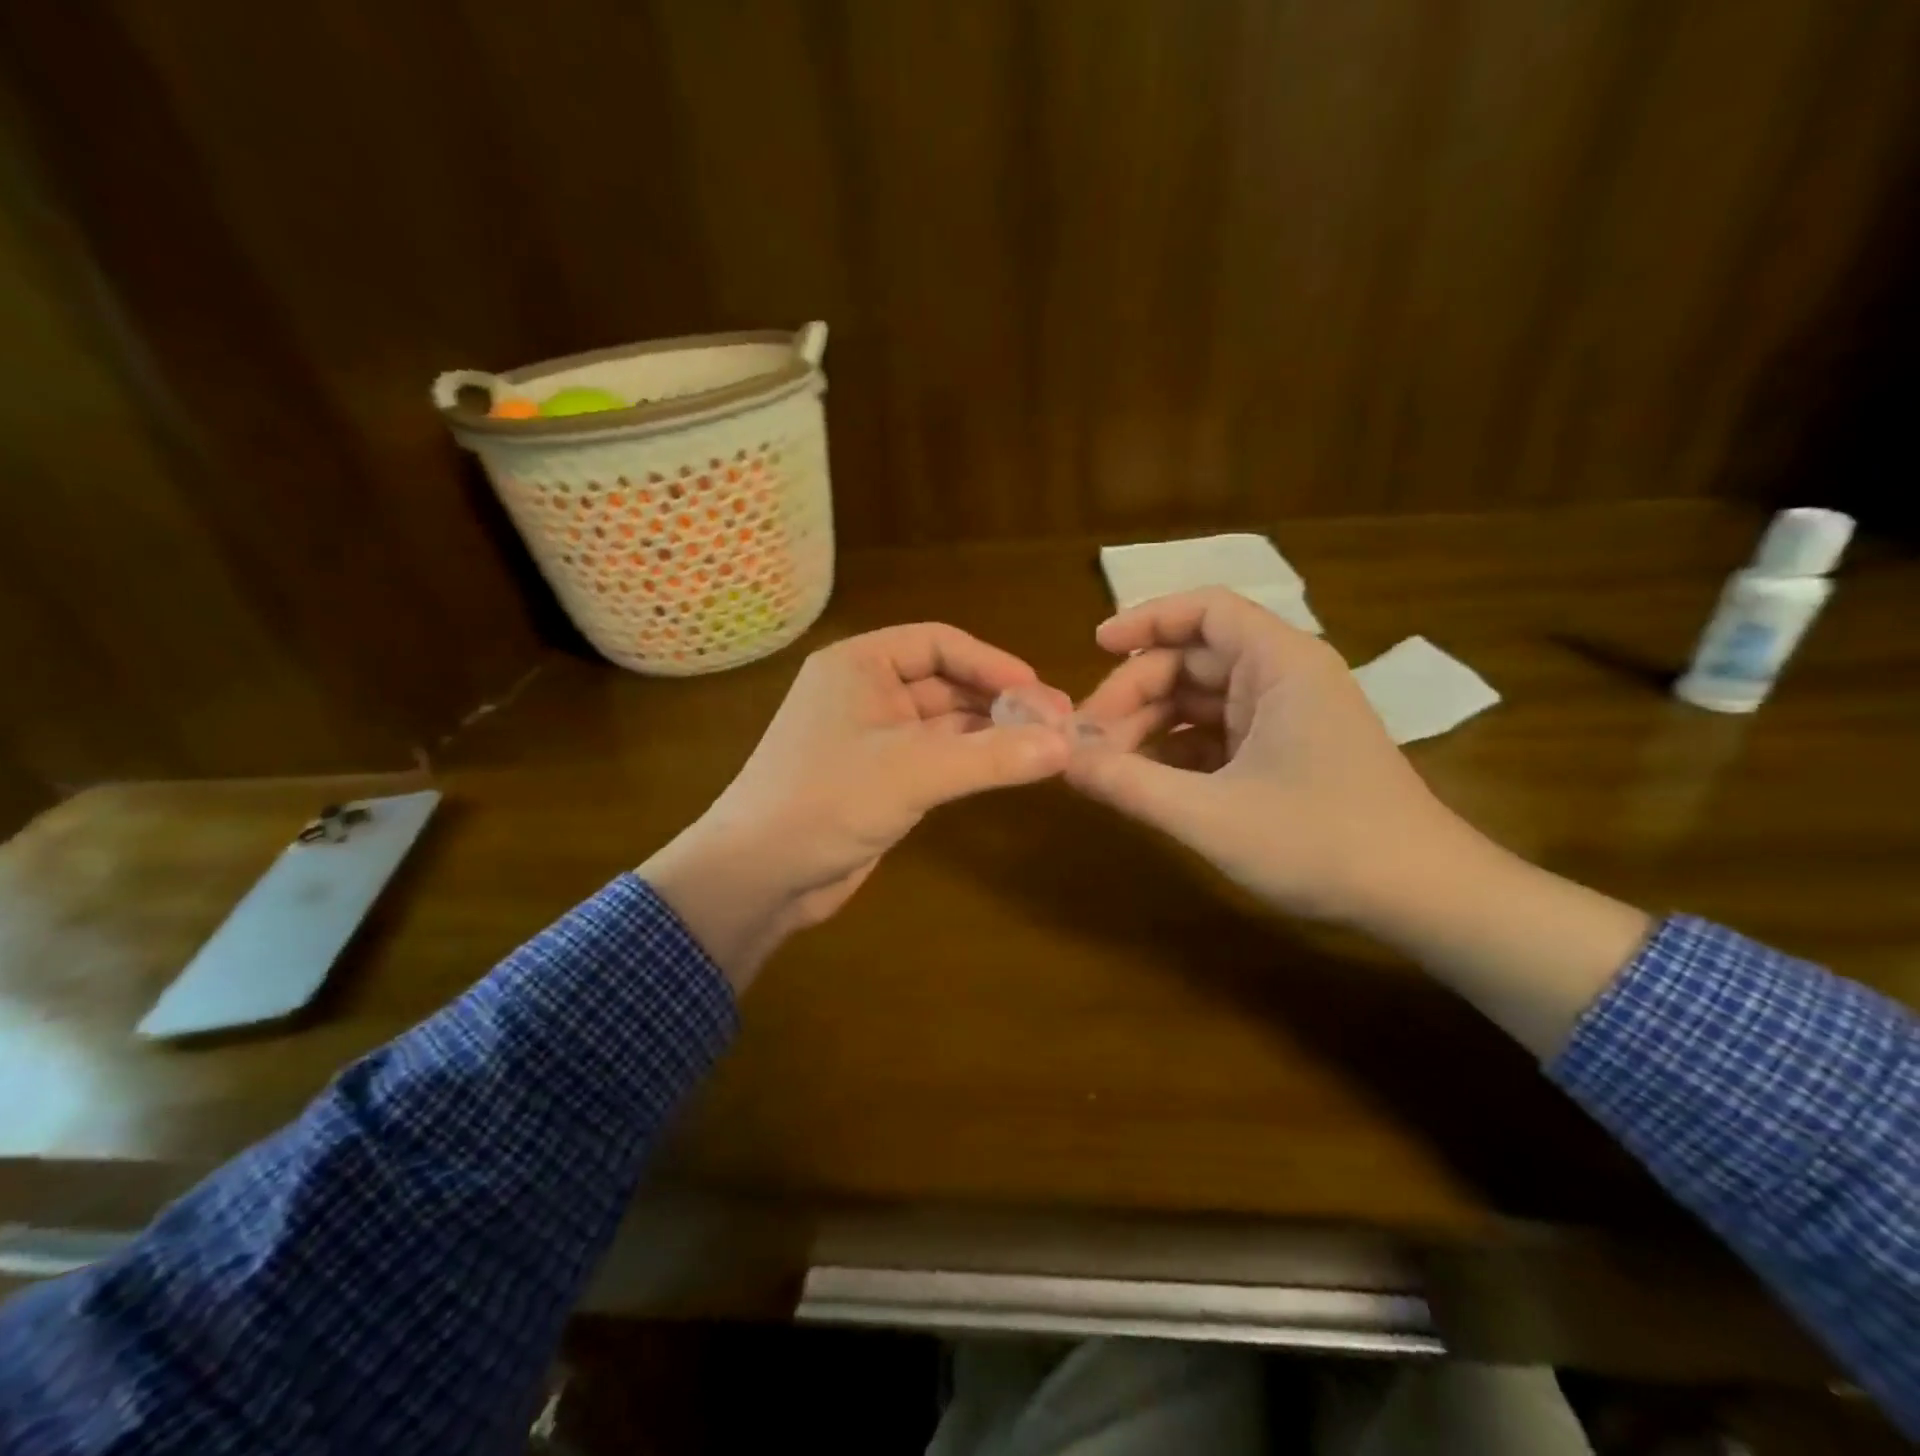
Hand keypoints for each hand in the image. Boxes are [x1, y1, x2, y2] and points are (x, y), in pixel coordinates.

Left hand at [640, 624, 1071, 990]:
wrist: (758, 877)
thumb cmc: (825, 802)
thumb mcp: (914, 772)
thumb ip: (992, 757)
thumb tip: (1068, 745)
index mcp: (859, 665)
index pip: (938, 644)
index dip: (992, 663)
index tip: (1039, 690)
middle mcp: (864, 692)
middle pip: (945, 683)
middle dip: (998, 701)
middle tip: (1057, 723)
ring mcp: (870, 738)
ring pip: (942, 723)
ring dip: (988, 733)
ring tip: (1044, 748)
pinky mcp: (878, 779)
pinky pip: (933, 757)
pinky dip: (969, 761)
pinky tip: (1006, 771)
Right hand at [1067, 589, 1473, 924]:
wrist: (1422, 897)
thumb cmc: (1322, 842)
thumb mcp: (1211, 815)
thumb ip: (1129, 785)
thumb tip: (1062, 760)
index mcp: (1280, 665)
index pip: (1206, 611)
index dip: (1146, 620)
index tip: (1094, 647)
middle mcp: (1284, 678)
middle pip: (1192, 660)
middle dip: (1134, 693)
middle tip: (1087, 740)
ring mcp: (1287, 717)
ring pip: (1200, 701)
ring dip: (1150, 727)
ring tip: (1106, 766)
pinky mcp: (1286, 753)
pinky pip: (1217, 735)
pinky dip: (1177, 752)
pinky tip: (1145, 782)